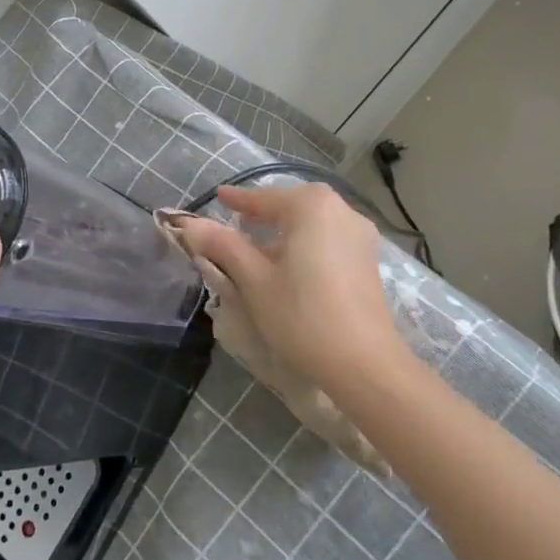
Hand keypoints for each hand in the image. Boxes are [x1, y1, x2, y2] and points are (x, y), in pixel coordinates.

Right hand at [173, 182, 407, 396]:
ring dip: (285, 231)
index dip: (237, 200)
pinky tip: (290, 266)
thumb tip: (191, 225)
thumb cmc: (302, 316)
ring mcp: (360, 236)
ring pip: (312, 223)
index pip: (264, 198)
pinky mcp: (368, 261)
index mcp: (312, 207)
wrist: (364, 363)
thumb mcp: (254, 280)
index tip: (217, 196)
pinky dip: (305, 244)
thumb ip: (223, 246)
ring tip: (259, 248)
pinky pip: (328, 239)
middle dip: (263, 214)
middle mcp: (341, 211)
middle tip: (236, 222)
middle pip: (292, 206)